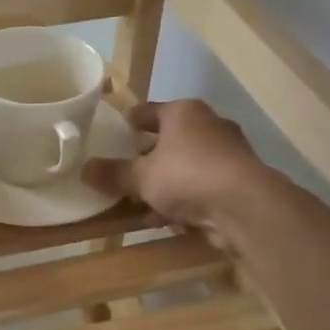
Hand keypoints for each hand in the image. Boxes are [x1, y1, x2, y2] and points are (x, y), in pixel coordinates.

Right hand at [83, 99, 270, 247]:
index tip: (117, 130)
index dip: (131, 121)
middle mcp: (209, 125)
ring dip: (165, 182)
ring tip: (140, 201)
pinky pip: (200, 187)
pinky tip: (165, 219)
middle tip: (126, 169)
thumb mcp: (140, 177)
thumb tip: (84, 169)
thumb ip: (113, 173)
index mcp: (184, 112)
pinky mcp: (238, 182)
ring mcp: (228, 154)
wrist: (244, 206)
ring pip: (186, 165)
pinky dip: (183, 200)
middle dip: (148, 156)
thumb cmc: (187, 176)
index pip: (150, 110)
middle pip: (170, 138)